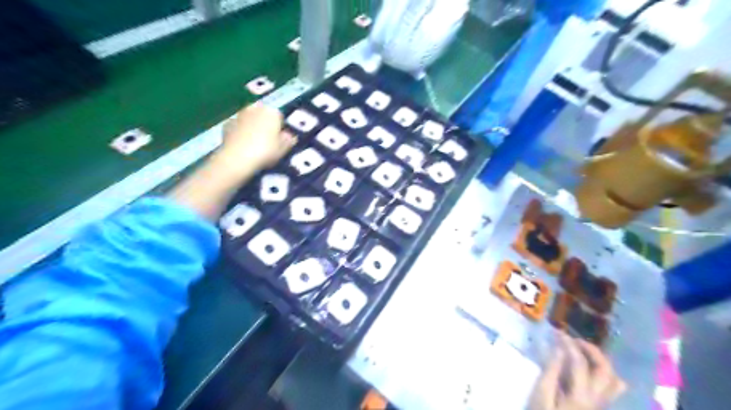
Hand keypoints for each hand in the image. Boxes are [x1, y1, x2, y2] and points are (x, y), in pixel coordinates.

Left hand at [167, 103, 295, 220]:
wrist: (237, 159)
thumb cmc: (265, 152)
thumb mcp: (283, 149)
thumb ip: (288, 140)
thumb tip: (290, 136)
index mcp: (272, 112)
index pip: (279, 116)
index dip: (280, 128)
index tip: (280, 139)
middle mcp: (255, 108)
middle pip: (263, 114)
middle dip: (265, 124)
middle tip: (267, 141)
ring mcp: (239, 115)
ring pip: (249, 119)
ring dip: (252, 127)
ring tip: (254, 144)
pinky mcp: (227, 123)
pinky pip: (238, 126)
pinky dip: (240, 132)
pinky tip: (242, 145)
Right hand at [529, 334, 623, 409]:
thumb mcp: (541, 396)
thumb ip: (551, 372)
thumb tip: (558, 349)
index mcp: (580, 396)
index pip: (580, 363)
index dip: (568, 344)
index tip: (557, 332)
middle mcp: (597, 400)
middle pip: (606, 370)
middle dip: (591, 350)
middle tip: (573, 340)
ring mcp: (601, 405)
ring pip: (614, 380)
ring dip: (600, 361)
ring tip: (581, 352)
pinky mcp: (598, 408)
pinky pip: (611, 388)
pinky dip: (602, 373)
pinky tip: (586, 369)